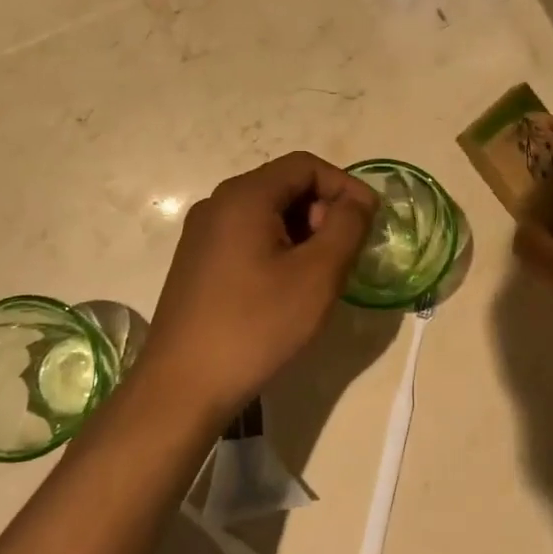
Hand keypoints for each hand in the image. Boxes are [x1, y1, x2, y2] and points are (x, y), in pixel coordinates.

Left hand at [140, 152, 376, 421]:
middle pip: (284, 186)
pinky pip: (247, 238)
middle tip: (342, 255)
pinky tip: (286, 290)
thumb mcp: (317, 275)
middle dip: (323, 211)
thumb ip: (347, 227)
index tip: (369, 222)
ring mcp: (202, 235)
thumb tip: (357, 201)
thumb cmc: (256, 326)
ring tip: (319, 276)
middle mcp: (217, 204)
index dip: (345, 186)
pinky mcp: (197, 263)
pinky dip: (278, 249)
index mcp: (244, 196)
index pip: (306, 166)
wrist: (182, 388)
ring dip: (303, 233)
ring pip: (266, 214)